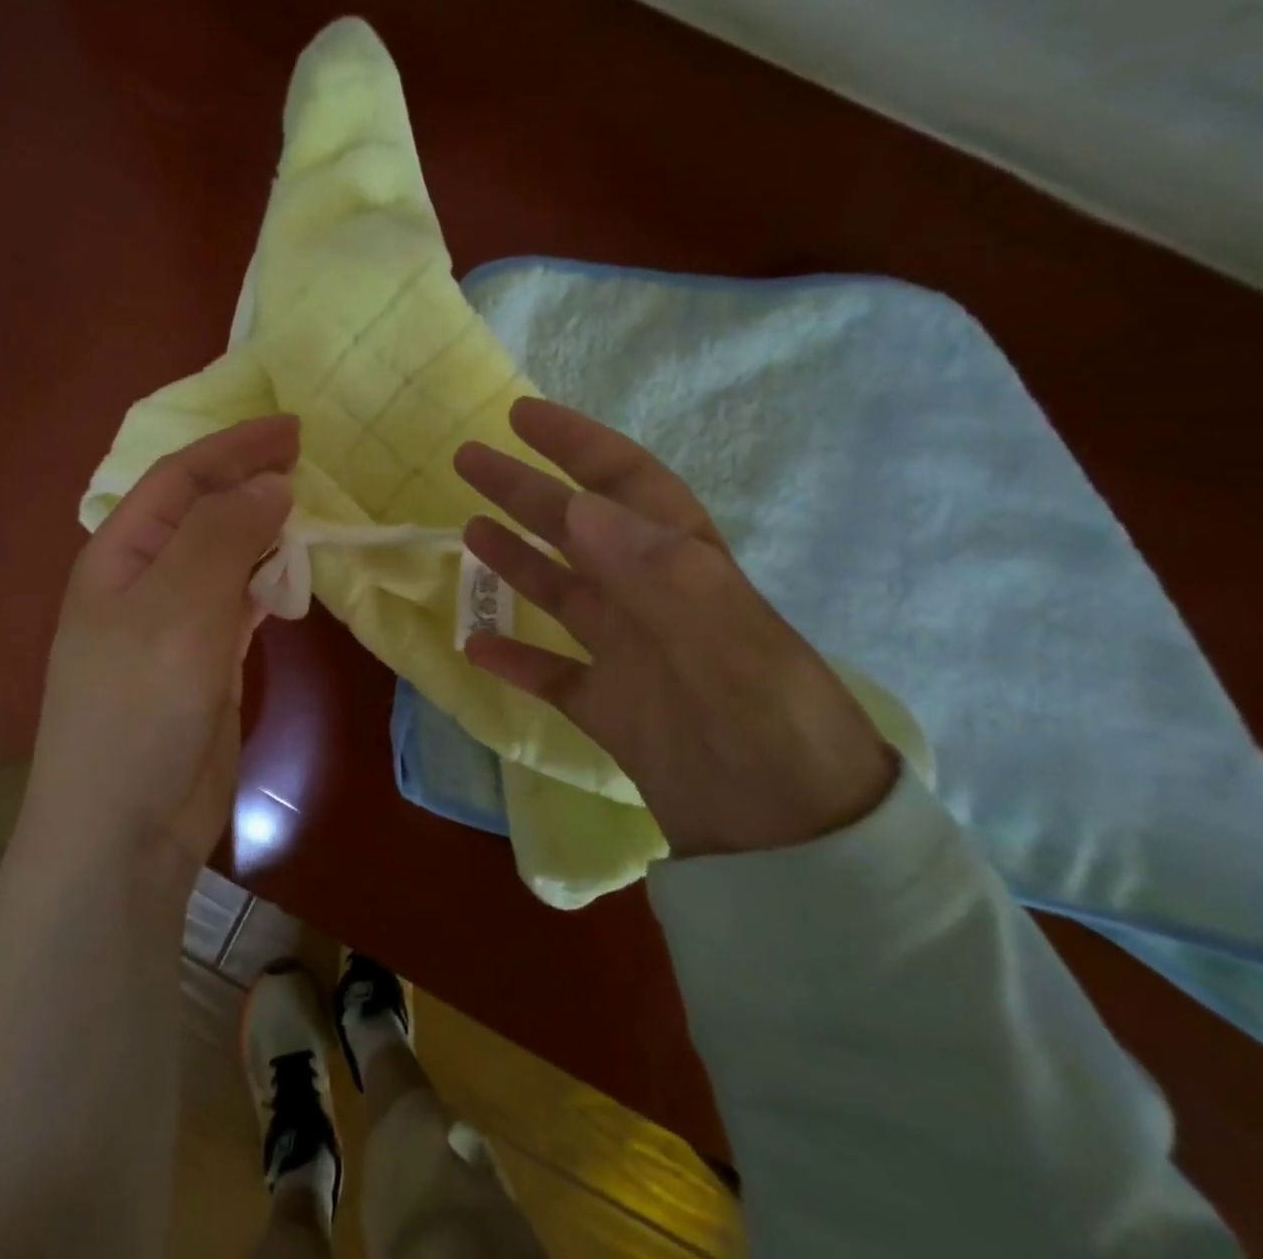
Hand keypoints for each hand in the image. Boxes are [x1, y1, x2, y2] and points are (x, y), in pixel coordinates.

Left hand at [27, 416, 298, 868]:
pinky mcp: (205, 661)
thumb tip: (270, 484)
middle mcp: (145, 580)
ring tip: (309, 512)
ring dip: (264, 532)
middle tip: (308, 462)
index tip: (293, 430)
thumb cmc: (140, 706)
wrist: (125, 826)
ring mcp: (176, 623)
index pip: (179, 478)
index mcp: (120, 554)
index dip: (233, 448)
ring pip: (226, 556)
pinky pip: (241, 602)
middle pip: (202, 512)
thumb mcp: (179, 607)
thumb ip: (224, 536)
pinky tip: (294, 576)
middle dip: (250, 482)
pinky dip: (269, 582)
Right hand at [455, 399, 895, 857]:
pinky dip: (516, 660)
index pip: (626, 485)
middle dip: (525, 491)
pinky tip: (475, 646)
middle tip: (468, 460)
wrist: (793, 846)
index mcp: (685, 569)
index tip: (522, 416)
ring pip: (561, 594)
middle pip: (577, 531)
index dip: (577, 444)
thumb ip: (654, 570)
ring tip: (470, 531)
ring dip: (516, 561)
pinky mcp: (610, 712)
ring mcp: (629, 657)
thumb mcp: (727, 640)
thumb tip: (577, 505)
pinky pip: (553, 675)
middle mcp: (652, 601)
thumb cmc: (769, 731)